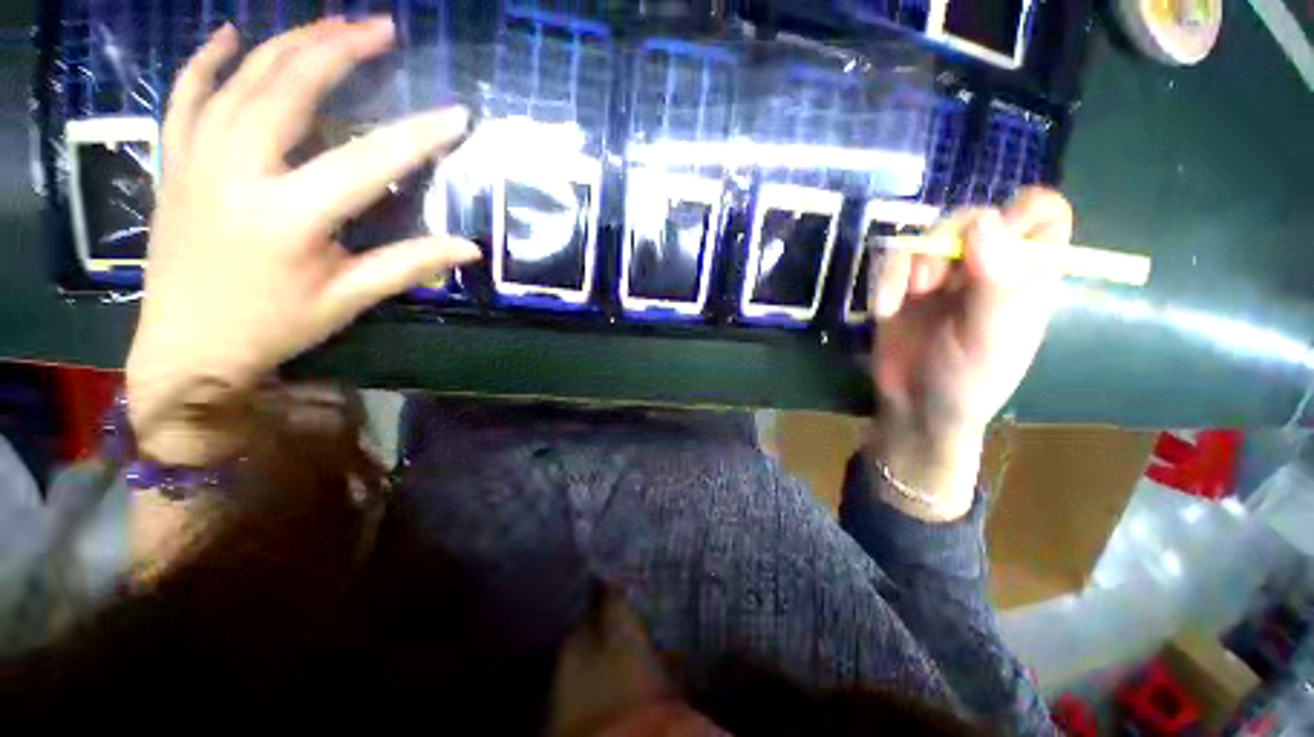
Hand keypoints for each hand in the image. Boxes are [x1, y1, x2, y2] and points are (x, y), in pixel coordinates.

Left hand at [125, 18, 479, 462]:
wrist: (186, 348)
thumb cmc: (273, 327)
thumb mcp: (348, 299)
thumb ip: (408, 265)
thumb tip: (468, 248)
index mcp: (289, 216)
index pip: (369, 161)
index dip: (420, 136)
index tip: (458, 115)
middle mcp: (238, 173)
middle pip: (291, 90)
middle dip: (340, 51)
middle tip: (380, 27)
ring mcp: (197, 160)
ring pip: (241, 80)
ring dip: (290, 43)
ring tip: (329, 22)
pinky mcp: (175, 163)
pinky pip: (185, 96)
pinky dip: (207, 60)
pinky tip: (231, 33)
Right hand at [868, 187, 1071, 519]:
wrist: (914, 405)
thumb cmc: (968, 378)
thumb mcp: (994, 335)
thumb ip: (998, 279)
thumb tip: (983, 219)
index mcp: (1026, 273)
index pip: (1041, 213)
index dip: (1019, 215)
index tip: (988, 246)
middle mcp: (985, 266)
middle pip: (972, 217)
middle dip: (947, 243)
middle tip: (931, 282)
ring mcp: (941, 274)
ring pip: (927, 235)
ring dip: (911, 263)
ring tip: (906, 298)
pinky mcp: (901, 286)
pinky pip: (891, 261)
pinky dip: (884, 281)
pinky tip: (885, 309)